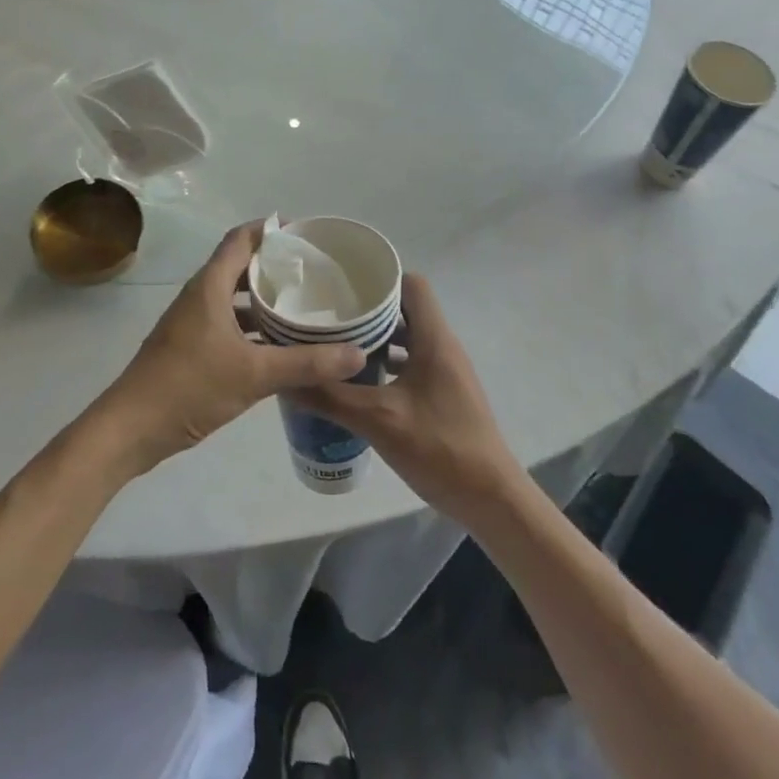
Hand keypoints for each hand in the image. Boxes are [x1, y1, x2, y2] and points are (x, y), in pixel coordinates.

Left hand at [88, 222, 367, 476]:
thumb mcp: (254, 375)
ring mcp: (192, 322)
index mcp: (210, 286)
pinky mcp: (190, 347)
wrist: (130, 430)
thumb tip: (357, 353)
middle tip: (313, 271)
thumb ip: (306, 364)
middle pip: (240, 266)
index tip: (304, 233)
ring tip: (303, 304)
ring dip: (264, 298)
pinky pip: (228, 323)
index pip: (241, 239)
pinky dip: (253, 325)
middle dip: (275, 265)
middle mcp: (200, 296)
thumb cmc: (189, 387)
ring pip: (234, 298)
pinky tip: (279, 344)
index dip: (270, 230)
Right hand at [296, 274, 521, 523]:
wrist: (491, 499)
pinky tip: (359, 384)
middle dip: (368, 311)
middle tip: (329, 316)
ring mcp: (446, 371)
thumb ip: (330, 397)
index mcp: (434, 338)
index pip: (412, 284)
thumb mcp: (378, 420)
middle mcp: (443, 346)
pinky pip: (412, 364)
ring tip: (336, 346)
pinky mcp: (444, 394)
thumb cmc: (439, 448)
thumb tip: (287, 378)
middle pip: (406, 310)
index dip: (380, 280)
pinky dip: (387, 365)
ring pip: (408, 339)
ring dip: (376, 340)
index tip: (344, 287)